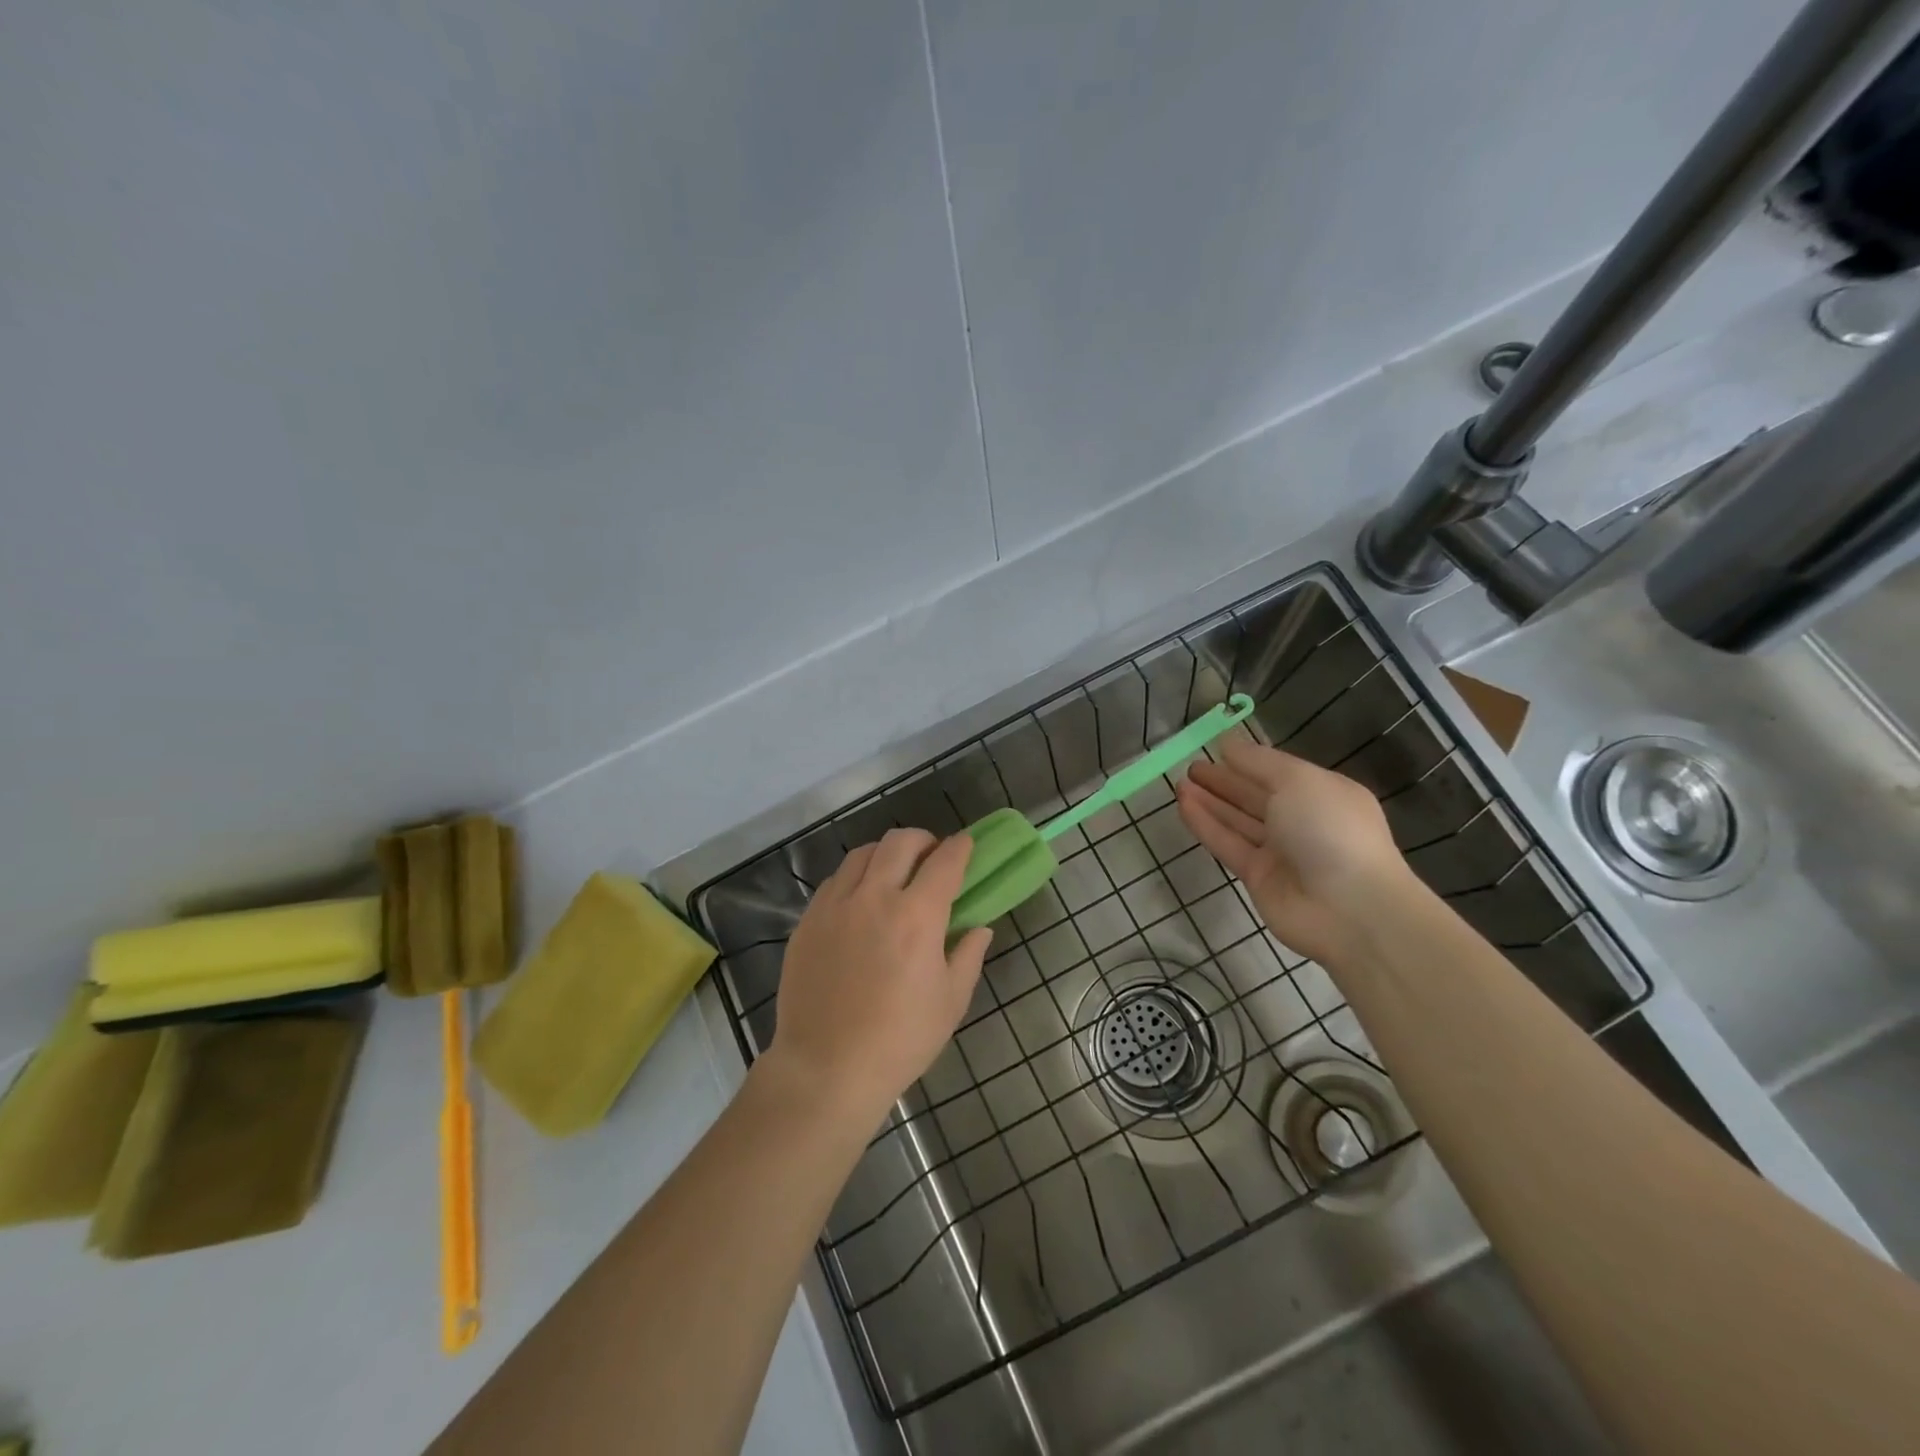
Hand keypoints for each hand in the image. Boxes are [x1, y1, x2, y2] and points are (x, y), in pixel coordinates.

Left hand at [766, 829, 992, 1124]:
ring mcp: (836, 906)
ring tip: (895, 873)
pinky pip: (836, 880)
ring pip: (863, 854)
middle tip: (932, 857)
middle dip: (923, 840)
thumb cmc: (900, 1040)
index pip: (944, 862)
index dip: (960, 847)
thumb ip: (968, 955)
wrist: (826, 1068)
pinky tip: (861, 900)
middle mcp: (875, 898)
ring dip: (887, 854)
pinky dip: (856, 877)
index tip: (967, 844)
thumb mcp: (950, 1002)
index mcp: (917, 917)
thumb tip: (979, 927)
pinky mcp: (809, 920)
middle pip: (900, 842)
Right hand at [1174, 739, 1411, 964]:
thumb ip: (1259, 762)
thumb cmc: (1330, 830)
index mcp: (1322, 794)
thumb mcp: (1298, 781)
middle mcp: (1302, 821)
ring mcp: (1280, 852)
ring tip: (1179, 783)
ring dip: (1210, 801)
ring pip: (1238, 820)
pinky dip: (1206, 825)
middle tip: (1191, 768)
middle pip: (1255, 796)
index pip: (1278, 772)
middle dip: (1224, 781)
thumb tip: (1228, 744)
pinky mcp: (1258, 877)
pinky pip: (1227, 844)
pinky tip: (1183, 806)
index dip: (1247, 760)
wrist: (1350, 908)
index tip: (1215, 748)